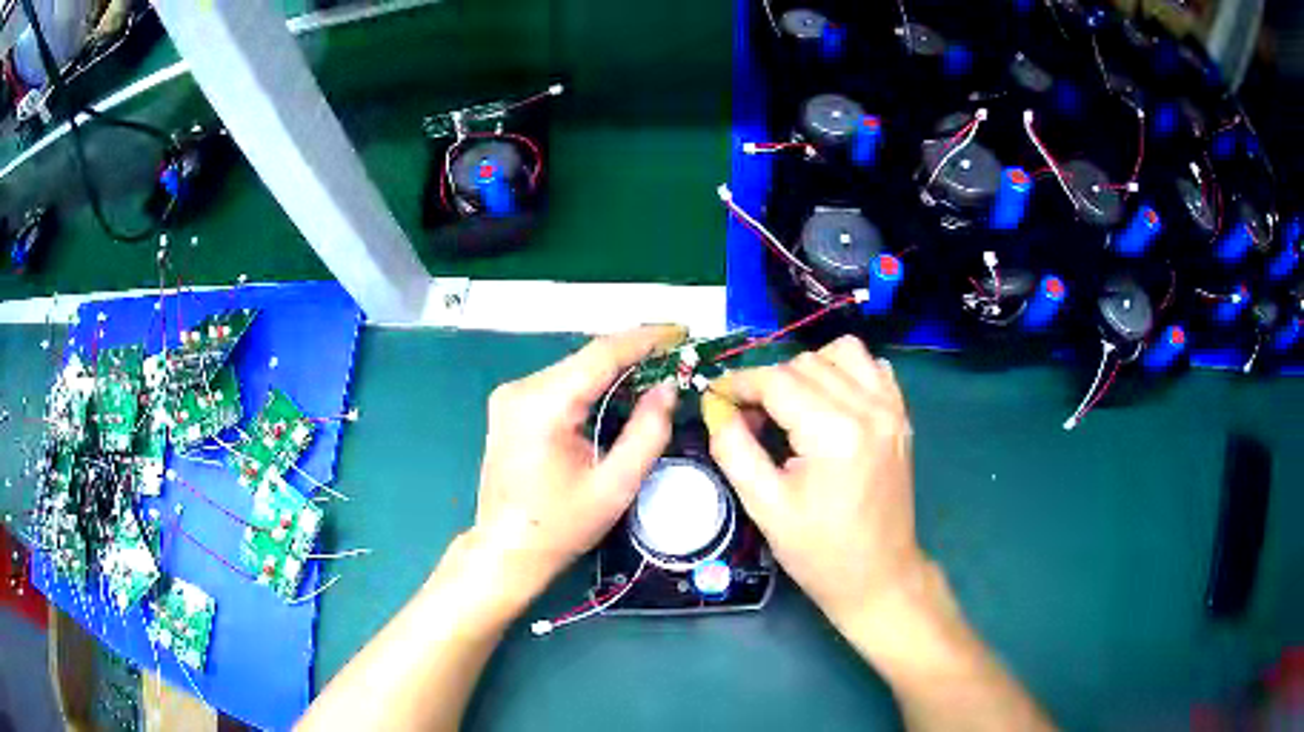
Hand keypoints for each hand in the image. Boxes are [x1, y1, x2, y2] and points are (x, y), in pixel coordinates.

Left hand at [456, 325, 684, 619]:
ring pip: (575, 368)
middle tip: (676, 356)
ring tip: (657, 371)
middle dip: (634, 354)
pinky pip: (560, 383)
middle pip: (587, 358)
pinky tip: (619, 392)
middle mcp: (521, 388)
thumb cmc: (561, 525)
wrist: (506, 550)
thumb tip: (668, 388)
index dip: (645, 338)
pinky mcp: (510, 406)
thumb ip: (647, 432)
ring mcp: (511, 395)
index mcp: (543, 404)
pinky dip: (592, 383)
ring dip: (615, 369)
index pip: (601, 354)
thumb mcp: (615, 486)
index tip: (681, 331)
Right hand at [705, 336, 930, 637]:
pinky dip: (845, 373)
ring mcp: (892, 409)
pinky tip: (830, 404)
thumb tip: (715, 406)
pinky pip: (872, 368)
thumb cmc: (819, 551)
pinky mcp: (902, 416)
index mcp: (835, 432)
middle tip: (749, 418)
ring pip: (842, 352)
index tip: (715, 397)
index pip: (777, 381)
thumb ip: (733, 448)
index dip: (739, 383)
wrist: (879, 576)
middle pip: (806, 362)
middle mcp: (870, 408)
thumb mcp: (764, 506)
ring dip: (809, 369)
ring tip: (792, 406)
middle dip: (769, 382)